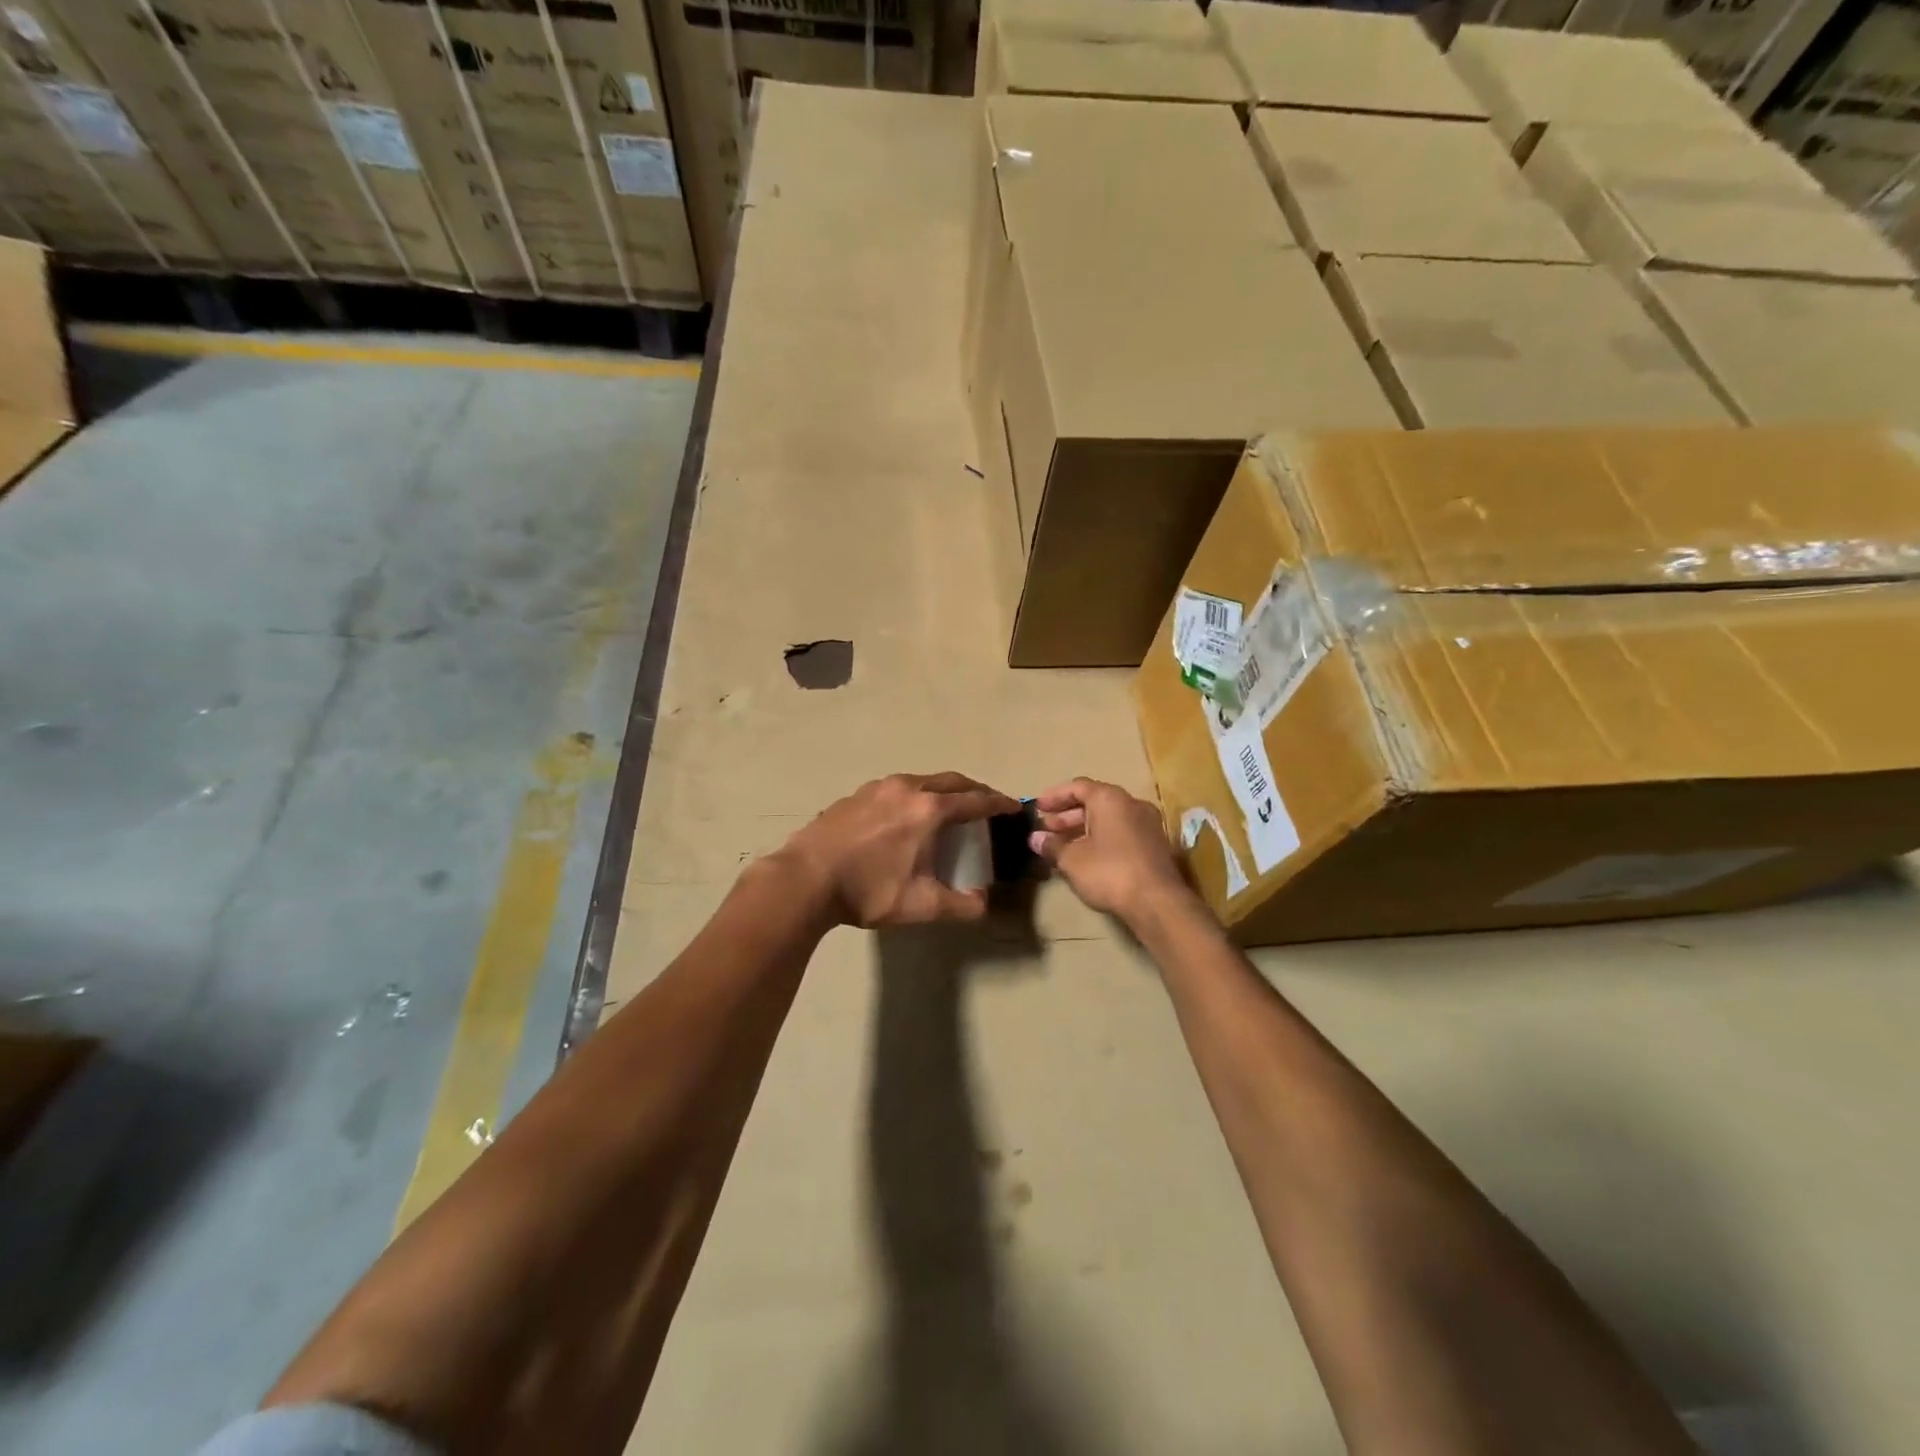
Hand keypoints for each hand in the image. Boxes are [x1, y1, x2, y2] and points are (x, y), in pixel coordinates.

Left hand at [776, 772, 1020, 927]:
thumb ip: (962, 905)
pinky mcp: (854, 795)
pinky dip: (912, 796)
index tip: (1013, 807)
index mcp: (929, 810)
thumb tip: (984, 903)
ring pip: (920, 780)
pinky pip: (894, 788)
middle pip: (951, 781)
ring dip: (941, 790)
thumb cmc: (869, 890)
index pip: (975, 800)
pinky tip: (903, 816)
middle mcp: (907, 788)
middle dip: (973, 790)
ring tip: (946, 808)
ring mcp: (877, 788)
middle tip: (985, 804)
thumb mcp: (922, 906)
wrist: (805, 879)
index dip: (998, 803)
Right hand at [1028, 779, 1193, 923]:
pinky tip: (1086, 857)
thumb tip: (1035, 838)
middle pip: (1094, 802)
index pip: (1078, 786)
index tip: (1038, 807)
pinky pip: (1122, 832)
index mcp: (1110, 799)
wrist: (1157, 902)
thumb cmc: (1109, 871)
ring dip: (1083, 828)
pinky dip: (1101, 838)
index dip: (1055, 796)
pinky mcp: (1155, 845)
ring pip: (1109, 819)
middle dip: (1067, 815)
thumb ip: (1052, 845)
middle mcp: (1131, 804)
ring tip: (1062, 845)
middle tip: (1047, 828)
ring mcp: (1147, 824)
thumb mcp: (1072, 859)